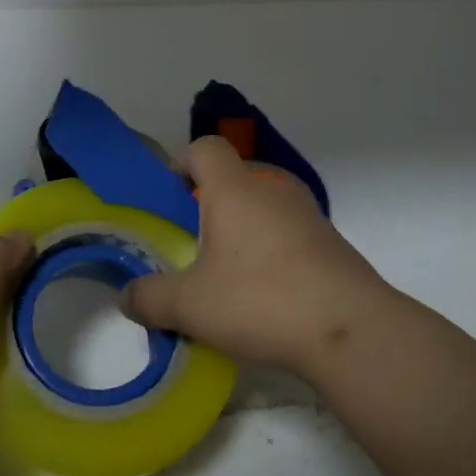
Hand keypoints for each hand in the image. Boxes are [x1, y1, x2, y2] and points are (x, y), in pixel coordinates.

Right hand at [124, 137, 391, 376]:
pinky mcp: (330, 241)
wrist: (349, 328)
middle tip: (193, 243)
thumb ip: (149, 298)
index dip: (182, 162)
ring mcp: (307, 213)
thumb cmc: (260, 300)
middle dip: (210, 202)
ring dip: (244, 227)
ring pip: (264, 204)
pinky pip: (289, 230)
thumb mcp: (190, 306)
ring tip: (229, 271)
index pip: (205, 147)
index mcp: (235, 189)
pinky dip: (272, 248)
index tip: (169, 197)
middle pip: (235, 176)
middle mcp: (272, 189)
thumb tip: (127, 296)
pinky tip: (267, 291)